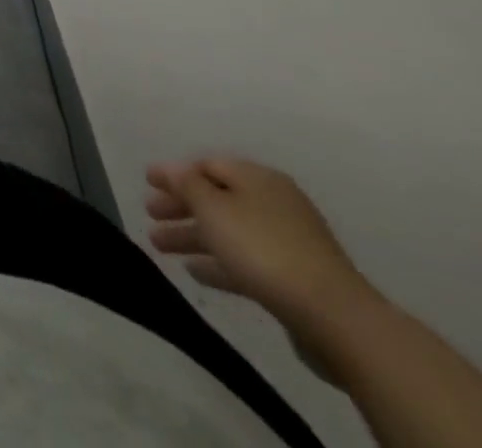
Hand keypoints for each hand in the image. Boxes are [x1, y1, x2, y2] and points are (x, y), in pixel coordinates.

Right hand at [145, 157, 374, 340]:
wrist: (335, 317)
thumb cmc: (263, 248)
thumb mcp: (213, 207)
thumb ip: (185, 183)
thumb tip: (170, 168)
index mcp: (256, 178)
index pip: (206, 165)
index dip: (174, 172)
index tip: (147, 182)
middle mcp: (273, 202)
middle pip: (216, 198)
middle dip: (180, 206)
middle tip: (149, 214)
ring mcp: (288, 242)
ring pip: (228, 231)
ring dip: (193, 236)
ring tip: (160, 246)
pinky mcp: (295, 278)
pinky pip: (246, 260)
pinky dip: (219, 261)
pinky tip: (196, 272)